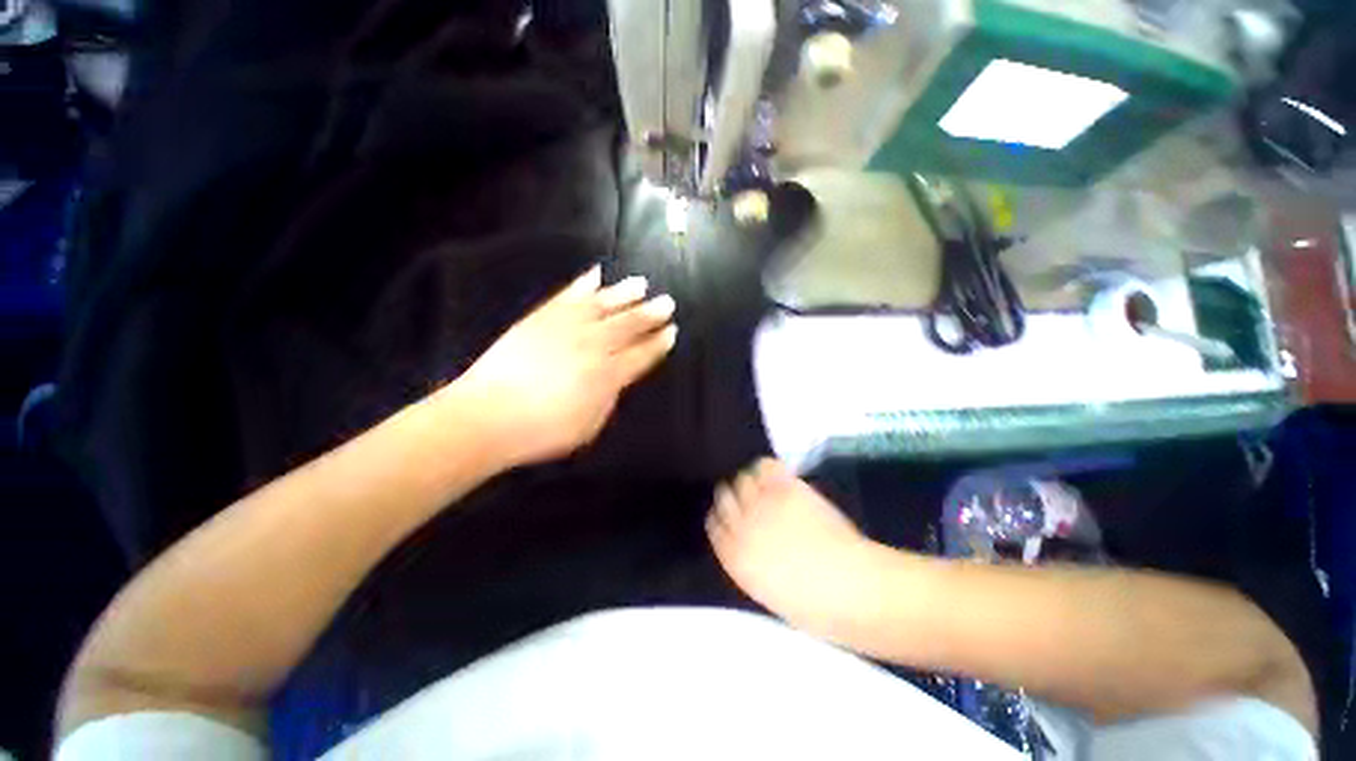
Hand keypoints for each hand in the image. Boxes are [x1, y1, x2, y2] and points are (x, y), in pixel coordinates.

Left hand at [453, 265, 676, 468]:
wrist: (486, 416)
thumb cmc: (541, 431)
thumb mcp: (588, 426)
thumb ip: (609, 398)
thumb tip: (618, 378)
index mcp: (607, 375)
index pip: (641, 355)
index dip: (658, 343)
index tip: (671, 331)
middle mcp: (592, 345)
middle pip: (628, 325)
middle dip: (650, 313)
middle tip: (667, 302)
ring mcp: (566, 327)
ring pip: (603, 304)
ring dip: (624, 293)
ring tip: (641, 283)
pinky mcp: (541, 318)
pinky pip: (568, 296)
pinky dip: (583, 285)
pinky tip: (596, 275)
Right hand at [707, 459, 881, 642]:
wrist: (854, 589)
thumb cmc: (814, 605)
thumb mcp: (766, 591)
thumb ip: (747, 560)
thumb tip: (745, 538)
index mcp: (734, 556)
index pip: (713, 522)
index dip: (722, 515)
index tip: (732, 513)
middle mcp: (741, 525)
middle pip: (723, 496)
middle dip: (732, 495)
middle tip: (749, 497)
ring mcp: (763, 504)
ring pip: (742, 478)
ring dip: (749, 480)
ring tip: (765, 485)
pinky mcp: (785, 488)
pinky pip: (765, 466)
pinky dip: (768, 467)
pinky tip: (777, 474)